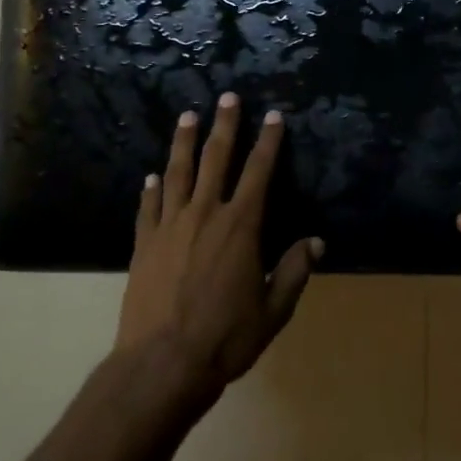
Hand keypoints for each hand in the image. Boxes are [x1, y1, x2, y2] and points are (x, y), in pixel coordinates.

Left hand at [118, 93, 322, 407]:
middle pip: (216, 160)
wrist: (163, 363)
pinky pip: (149, 207)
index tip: (274, 116)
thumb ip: (294, 271)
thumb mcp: (273, 310)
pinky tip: (152, 176)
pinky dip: (152, 189)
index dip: (269, 142)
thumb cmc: (226, 338)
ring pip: (178, 173)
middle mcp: (205, 215)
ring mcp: (169, 227)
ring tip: (187, 117)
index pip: (259, 173)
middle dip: (225, 126)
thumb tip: (316, 242)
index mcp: (241, 227)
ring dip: (184, 143)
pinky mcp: (144, 244)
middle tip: (228, 97)